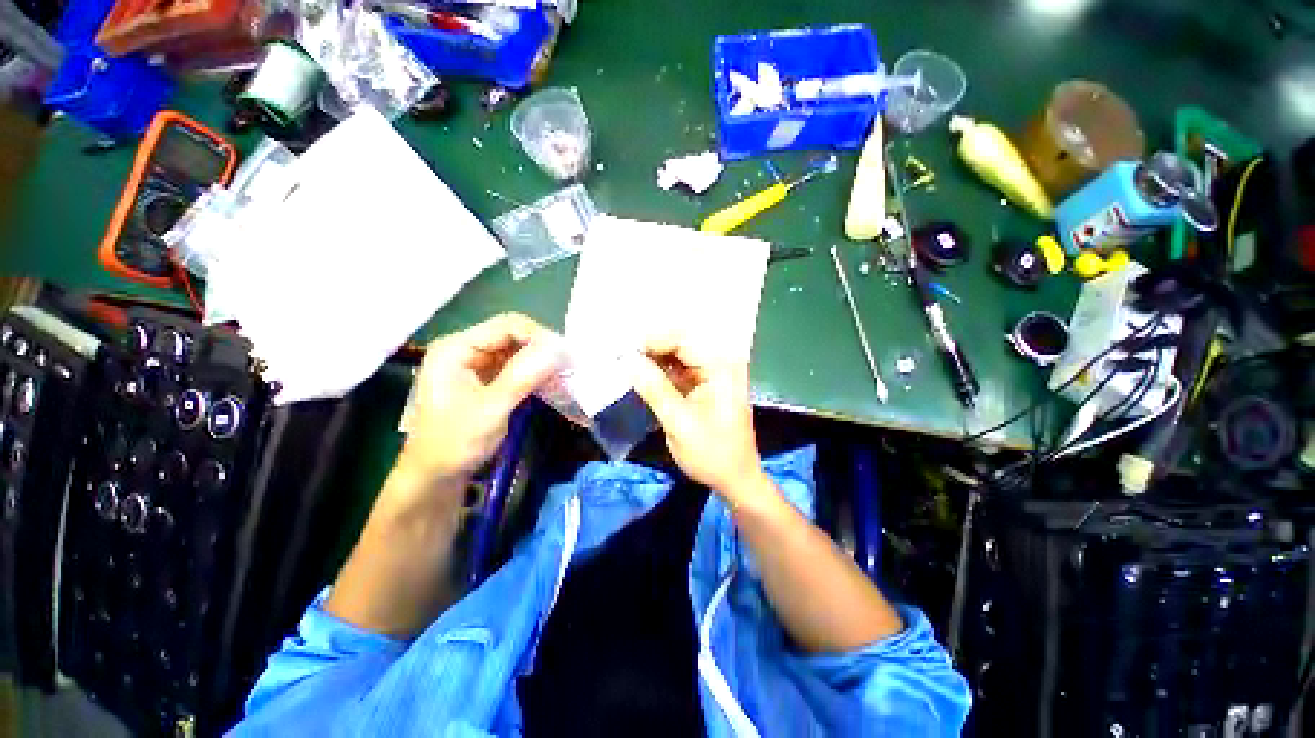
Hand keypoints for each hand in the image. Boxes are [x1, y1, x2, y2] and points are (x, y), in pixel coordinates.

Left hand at [396, 313, 563, 491]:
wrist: (435, 476)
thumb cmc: (455, 443)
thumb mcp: (491, 410)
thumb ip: (522, 377)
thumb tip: (558, 350)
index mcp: (456, 348)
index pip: (506, 326)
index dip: (539, 336)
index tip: (566, 356)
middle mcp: (465, 349)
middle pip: (513, 336)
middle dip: (543, 350)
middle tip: (570, 368)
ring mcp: (476, 364)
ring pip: (518, 351)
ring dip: (542, 363)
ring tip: (566, 377)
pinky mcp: (486, 379)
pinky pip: (517, 367)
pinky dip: (535, 374)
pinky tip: (553, 384)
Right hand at [630, 338, 768, 505]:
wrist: (735, 479)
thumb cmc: (713, 454)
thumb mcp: (680, 423)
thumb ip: (654, 389)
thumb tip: (626, 359)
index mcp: (721, 367)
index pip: (681, 340)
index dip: (650, 341)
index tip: (621, 352)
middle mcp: (718, 362)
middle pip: (678, 344)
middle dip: (649, 349)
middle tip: (619, 358)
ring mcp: (711, 373)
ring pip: (674, 356)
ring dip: (651, 360)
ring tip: (624, 365)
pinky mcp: (702, 384)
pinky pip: (676, 370)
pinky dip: (657, 373)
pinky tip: (639, 376)